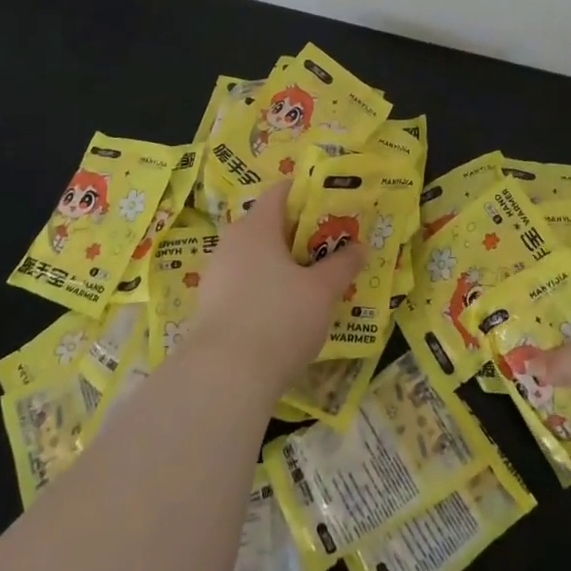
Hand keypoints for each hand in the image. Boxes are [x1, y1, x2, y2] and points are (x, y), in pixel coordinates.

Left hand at [187, 181, 366, 388]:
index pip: (280, 192)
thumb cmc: (279, 318)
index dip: (307, 193)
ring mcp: (216, 276)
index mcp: (257, 226)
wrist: (223, 378)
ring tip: (311, 283)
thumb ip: (343, 265)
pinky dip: (265, 289)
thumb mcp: (322, 291)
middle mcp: (232, 243)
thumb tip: (360, 246)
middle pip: (268, 225)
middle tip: (329, 248)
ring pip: (255, 257)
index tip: (332, 207)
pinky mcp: (209, 308)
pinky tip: (284, 313)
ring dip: (281, 265)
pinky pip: (244, 285)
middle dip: (298, 234)